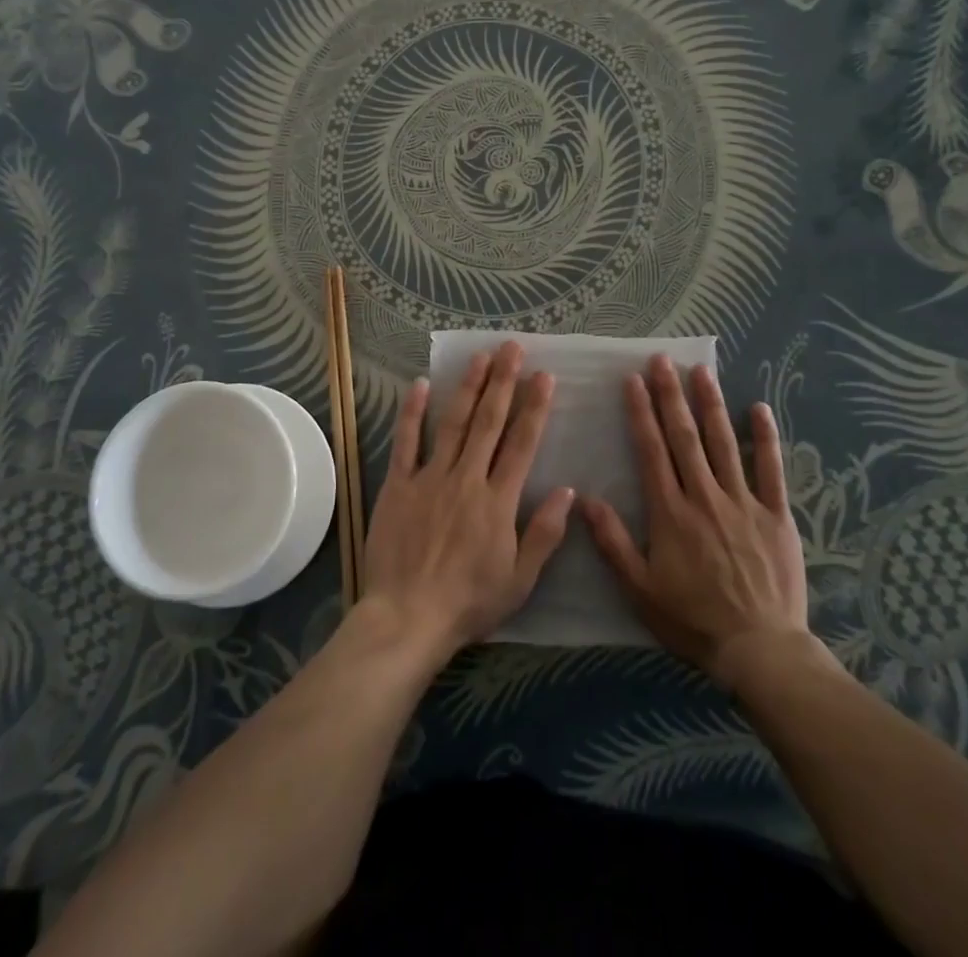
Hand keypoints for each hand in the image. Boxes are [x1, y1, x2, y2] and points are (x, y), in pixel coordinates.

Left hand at [359, 342, 574, 664]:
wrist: (407, 618)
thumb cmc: (468, 603)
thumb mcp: (519, 580)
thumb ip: (544, 533)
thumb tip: (568, 490)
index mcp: (498, 501)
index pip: (522, 444)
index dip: (534, 407)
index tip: (544, 376)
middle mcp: (467, 479)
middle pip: (489, 422)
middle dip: (503, 381)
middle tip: (512, 348)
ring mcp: (430, 478)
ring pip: (453, 423)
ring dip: (468, 387)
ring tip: (480, 357)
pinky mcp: (398, 485)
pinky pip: (406, 442)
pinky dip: (413, 412)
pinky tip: (420, 385)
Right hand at [582, 357, 832, 688]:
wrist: (760, 649)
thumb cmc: (693, 620)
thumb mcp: (640, 590)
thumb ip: (612, 543)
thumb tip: (584, 499)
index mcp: (671, 512)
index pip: (651, 451)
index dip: (641, 413)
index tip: (633, 381)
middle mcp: (705, 497)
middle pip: (685, 437)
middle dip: (671, 395)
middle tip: (662, 360)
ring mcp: (744, 502)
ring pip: (724, 443)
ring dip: (711, 404)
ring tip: (700, 371)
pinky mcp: (776, 515)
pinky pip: (771, 469)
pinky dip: (765, 437)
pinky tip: (759, 408)